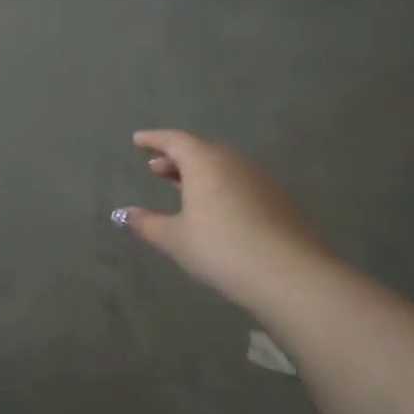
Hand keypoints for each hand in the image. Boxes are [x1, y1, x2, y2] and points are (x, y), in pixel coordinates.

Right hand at [114, 129, 330, 314]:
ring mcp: (260, 179)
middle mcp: (233, 161)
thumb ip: (147, 223)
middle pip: (200, 150)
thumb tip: (123, 214)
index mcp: (204, 162)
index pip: (174, 140)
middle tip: (155, 168)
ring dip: (199, 173)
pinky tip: (215, 209)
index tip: (138, 140)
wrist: (291, 275)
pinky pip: (240, 182)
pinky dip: (220, 186)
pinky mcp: (279, 199)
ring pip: (222, 166)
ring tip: (181, 188)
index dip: (154, 139)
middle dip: (176, 157)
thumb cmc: (221, 249)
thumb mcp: (176, 238)